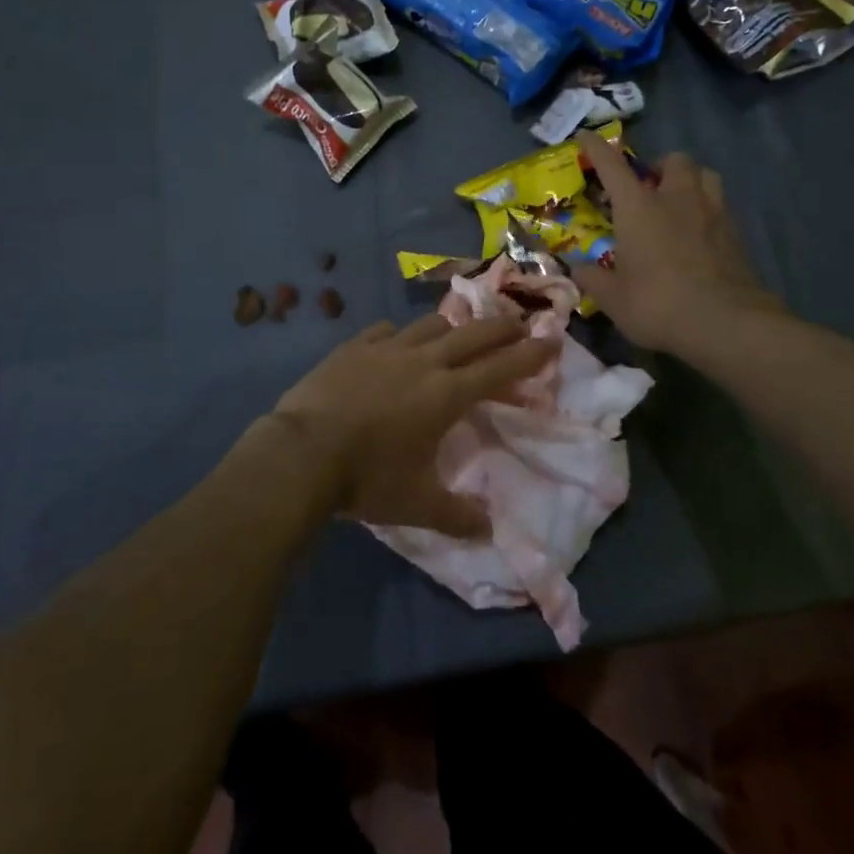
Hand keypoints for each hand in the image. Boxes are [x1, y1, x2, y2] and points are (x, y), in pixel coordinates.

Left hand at [263, 316, 555, 537]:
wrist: (302, 452)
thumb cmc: (367, 478)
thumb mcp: (418, 505)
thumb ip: (457, 516)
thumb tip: (489, 530)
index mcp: (446, 395)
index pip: (499, 368)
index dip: (529, 355)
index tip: (551, 340)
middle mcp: (423, 362)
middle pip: (472, 334)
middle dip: (501, 327)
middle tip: (519, 323)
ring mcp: (385, 349)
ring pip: (430, 325)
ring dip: (452, 326)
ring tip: (460, 330)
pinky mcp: (353, 347)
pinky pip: (385, 331)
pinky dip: (401, 334)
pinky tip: (397, 341)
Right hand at [572, 129, 785, 356]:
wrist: (726, 324)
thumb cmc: (658, 304)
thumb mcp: (612, 298)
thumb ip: (592, 279)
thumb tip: (577, 268)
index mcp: (639, 207)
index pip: (612, 165)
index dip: (596, 147)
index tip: (586, 137)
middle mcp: (677, 199)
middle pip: (674, 160)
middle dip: (659, 166)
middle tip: (648, 188)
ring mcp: (713, 213)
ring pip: (706, 175)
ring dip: (690, 181)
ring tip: (678, 203)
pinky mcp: (737, 234)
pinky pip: (721, 207)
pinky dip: (707, 211)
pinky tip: (699, 235)